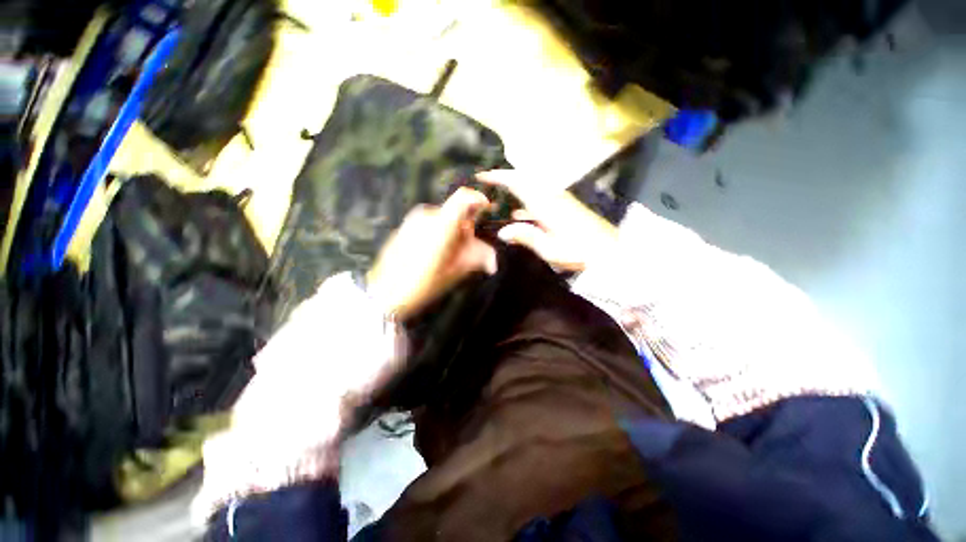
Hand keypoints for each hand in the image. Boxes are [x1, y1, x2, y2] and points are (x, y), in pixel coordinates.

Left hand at [366, 188, 497, 318]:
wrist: (385, 293)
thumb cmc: (423, 284)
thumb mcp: (455, 271)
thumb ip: (477, 258)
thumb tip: (493, 262)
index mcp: (442, 225)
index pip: (464, 197)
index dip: (478, 199)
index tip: (486, 210)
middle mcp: (427, 216)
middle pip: (455, 213)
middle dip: (465, 228)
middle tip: (465, 251)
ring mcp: (413, 220)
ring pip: (443, 219)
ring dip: (452, 232)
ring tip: (448, 256)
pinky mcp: (405, 226)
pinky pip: (430, 224)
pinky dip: (439, 233)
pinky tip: (433, 254)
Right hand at [476, 170, 617, 271]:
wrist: (609, 251)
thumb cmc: (580, 252)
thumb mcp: (550, 249)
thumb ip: (526, 237)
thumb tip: (502, 231)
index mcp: (546, 204)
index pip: (519, 182)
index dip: (500, 177)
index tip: (483, 175)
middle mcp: (551, 196)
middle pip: (525, 178)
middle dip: (506, 177)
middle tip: (489, 182)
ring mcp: (559, 200)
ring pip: (532, 187)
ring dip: (515, 187)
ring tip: (499, 197)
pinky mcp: (564, 207)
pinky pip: (539, 197)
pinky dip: (526, 200)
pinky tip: (518, 214)